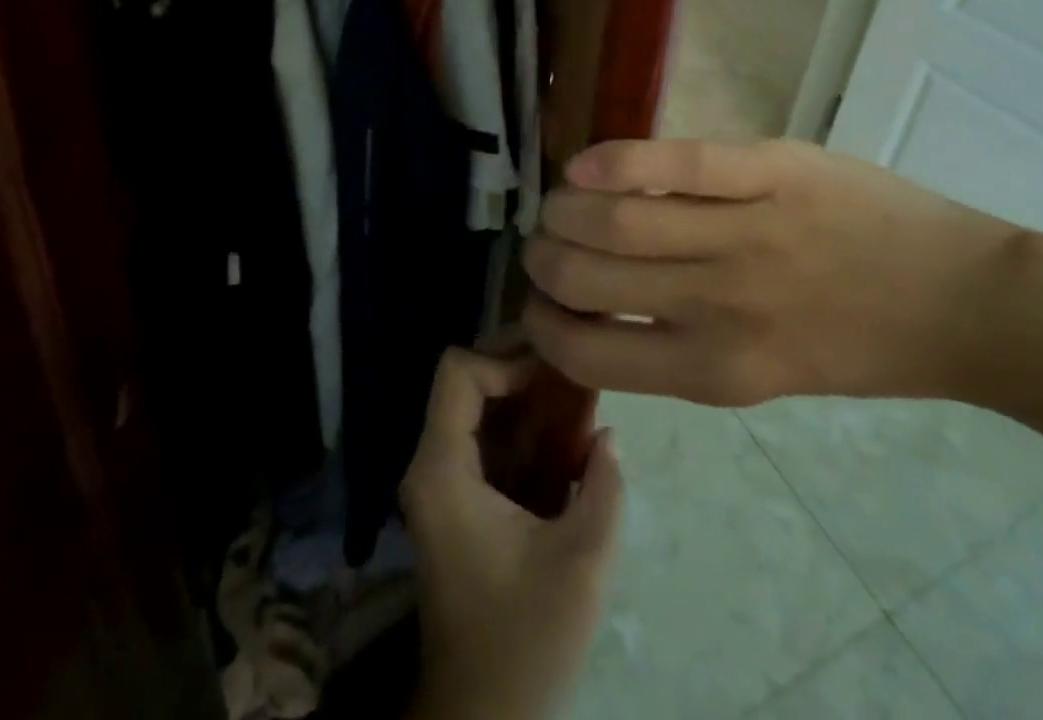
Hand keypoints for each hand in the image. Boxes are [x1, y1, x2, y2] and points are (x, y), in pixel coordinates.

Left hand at [401, 349, 623, 719]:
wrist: (482, 717)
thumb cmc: (524, 640)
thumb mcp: (580, 563)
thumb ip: (603, 488)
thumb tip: (608, 433)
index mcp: (442, 469)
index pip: (459, 371)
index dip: (507, 358)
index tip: (556, 372)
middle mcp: (434, 464)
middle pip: (472, 381)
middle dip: (526, 371)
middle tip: (578, 370)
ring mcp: (446, 482)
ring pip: (486, 409)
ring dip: (533, 398)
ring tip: (584, 394)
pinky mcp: (464, 501)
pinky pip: (494, 442)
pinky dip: (531, 431)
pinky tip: (573, 436)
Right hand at [522, 138, 1016, 406]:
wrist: (962, 303)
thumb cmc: (856, 344)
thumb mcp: (760, 372)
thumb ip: (678, 345)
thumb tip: (595, 306)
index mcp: (713, 371)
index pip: (589, 352)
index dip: (543, 325)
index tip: (537, 302)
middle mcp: (717, 308)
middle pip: (588, 276)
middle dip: (543, 258)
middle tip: (543, 241)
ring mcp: (745, 234)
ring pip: (617, 218)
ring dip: (565, 208)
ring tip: (560, 200)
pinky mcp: (770, 172)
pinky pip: (676, 163)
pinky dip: (616, 161)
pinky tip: (582, 164)